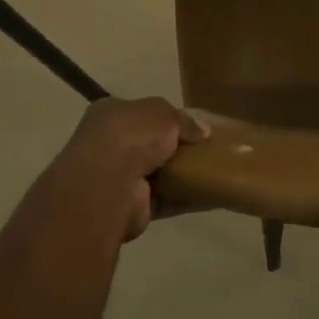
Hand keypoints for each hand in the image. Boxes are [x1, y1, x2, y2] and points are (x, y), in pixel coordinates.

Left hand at [50, 97, 207, 241]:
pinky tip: (208, 195)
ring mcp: (116, 178)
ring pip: (155, 173)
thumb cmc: (131, 135)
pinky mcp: (129, 206)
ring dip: (178, 174)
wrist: (110, 183)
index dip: (165, 117)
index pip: (139, 112)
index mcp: (109, 113)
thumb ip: (183, 119)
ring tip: (211, 170)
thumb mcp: (163, 112)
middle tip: (203, 147)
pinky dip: (183, 198)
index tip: (190, 125)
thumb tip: (203, 130)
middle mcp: (107, 144)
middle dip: (172, 147)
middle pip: (147, 144)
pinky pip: (164, 199)